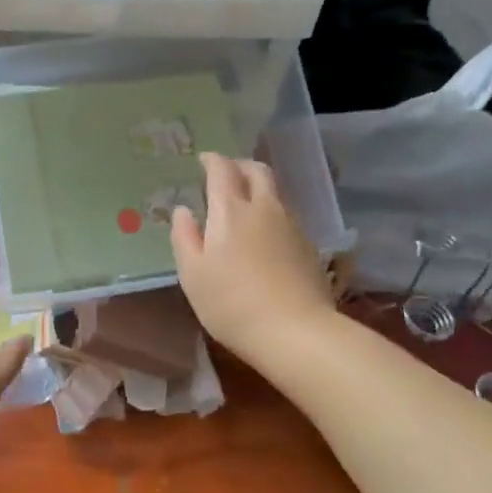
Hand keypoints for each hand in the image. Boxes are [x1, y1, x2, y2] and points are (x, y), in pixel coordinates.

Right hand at [172, 153, 334, 365]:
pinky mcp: (308, 246)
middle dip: (240, 165)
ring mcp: (291, 225)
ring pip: (275, 192)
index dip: (211, 160)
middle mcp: (265, 208)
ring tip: (244, 203)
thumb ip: (184, 237)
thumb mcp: (193, 274)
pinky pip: (286, 214)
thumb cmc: (232, 303)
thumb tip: (183, 211)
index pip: (222, 169)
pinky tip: (264, 233)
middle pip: (257, 171)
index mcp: (231, 210)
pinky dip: (271, 211)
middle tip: (226, 174)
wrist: (296, 332)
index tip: (203, 160)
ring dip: (258, 188)